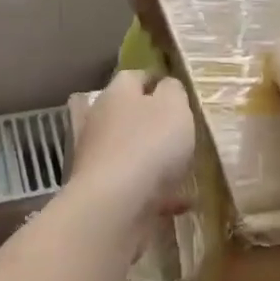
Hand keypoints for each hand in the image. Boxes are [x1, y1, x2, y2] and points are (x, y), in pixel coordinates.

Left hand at [66, 71, 195, 218]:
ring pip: (128, 150)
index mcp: (116, 94)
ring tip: (182, 166)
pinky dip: (157, 191)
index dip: (156, 80)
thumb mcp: (174, 107)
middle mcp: (100, 121)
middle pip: (126, 113)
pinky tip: (182, 202)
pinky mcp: (101, 190)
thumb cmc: (149, 145)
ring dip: (151, 157)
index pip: (134, 77)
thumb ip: (173, 91)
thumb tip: (166, 86)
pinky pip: (135, 185)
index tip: (177, 90)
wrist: (115, 204)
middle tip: (179, 129)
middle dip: (150, 120)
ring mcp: (97, 157)